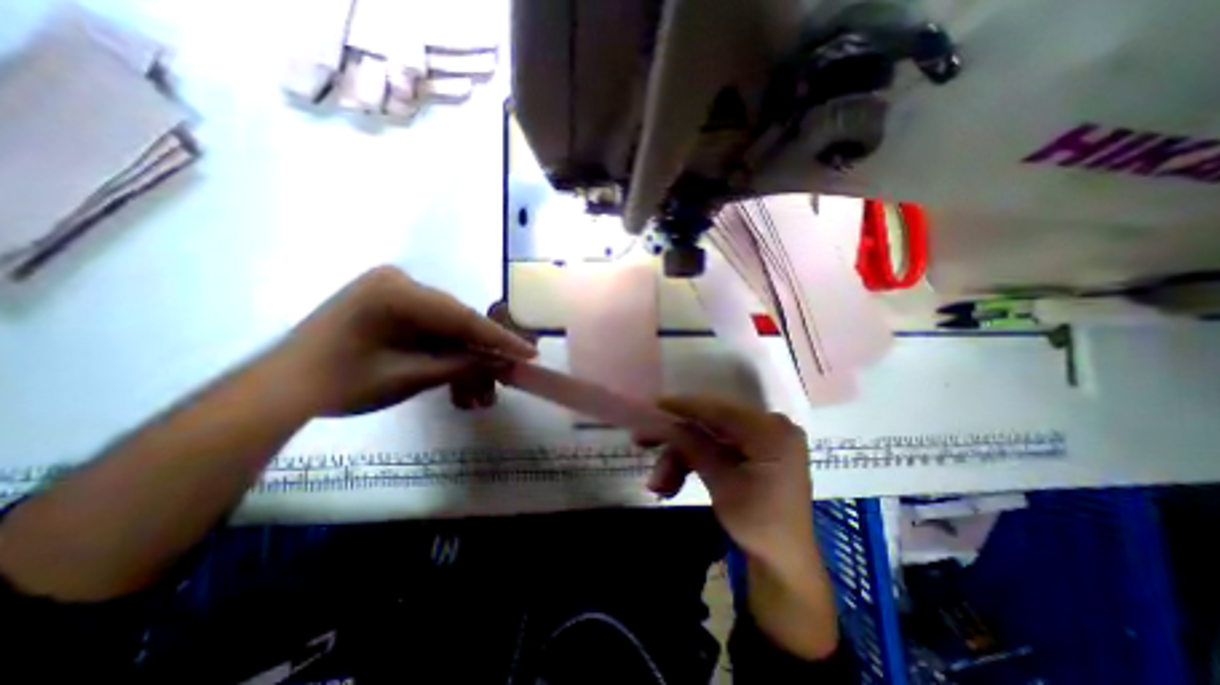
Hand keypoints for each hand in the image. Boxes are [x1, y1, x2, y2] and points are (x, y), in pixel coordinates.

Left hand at [285, 265, 538, 413]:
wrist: (280, 389)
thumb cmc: (340, 384)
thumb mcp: (410, 376)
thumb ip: (462, 364)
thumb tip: (505, 362)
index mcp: (397, 291)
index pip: (463, 317)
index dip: (499, 339)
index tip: (529, 353)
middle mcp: (399, 281)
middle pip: (457, 320)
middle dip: (482, 350)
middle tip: (507, 373)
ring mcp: (392, 291)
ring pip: (446, 326)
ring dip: (464, 355)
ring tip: (479, 387)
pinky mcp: (389, 304)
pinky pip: (429, 327)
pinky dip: (445, 350)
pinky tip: (457, 372)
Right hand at [642, 395, 813, 566]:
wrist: (784, 564)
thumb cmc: (759, 524)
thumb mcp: (722, 483)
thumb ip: (694, 445)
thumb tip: (664, 420)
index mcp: (771, 431)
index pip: (720, 410)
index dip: (685, 406)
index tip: (654, 404)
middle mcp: (770, 426)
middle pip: (711, 423)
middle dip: (677, 439)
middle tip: (643, 441)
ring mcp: (762, 439)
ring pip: (710, 438)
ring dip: (681, 458)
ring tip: (659, 484)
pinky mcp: (754, 451)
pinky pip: (717, 448)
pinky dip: (695, 462)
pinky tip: (673, 483)